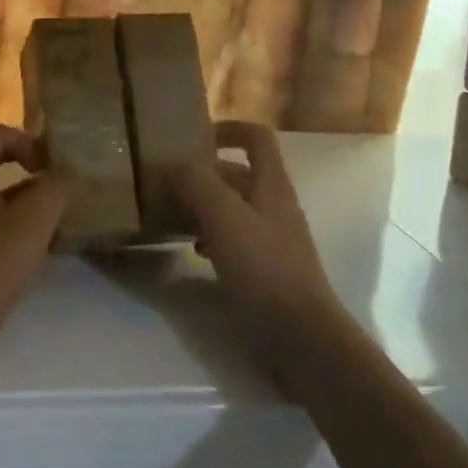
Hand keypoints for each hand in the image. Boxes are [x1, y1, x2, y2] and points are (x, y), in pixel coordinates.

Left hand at [0, 124, 69, 353]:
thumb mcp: (33, 220)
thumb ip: (55, 187)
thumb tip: (66, 169)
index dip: (25, 139)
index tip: (51, 165)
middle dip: (31, 178)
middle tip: (60, 197)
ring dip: (26, 210)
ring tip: (56, 230)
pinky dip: (14, 237)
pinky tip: (35, 260)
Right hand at [169, 121, 343, 351]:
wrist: (301, 337)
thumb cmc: (264, 267)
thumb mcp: (224, 217)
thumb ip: (197, 183)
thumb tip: (175, 163)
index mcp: (271, 184)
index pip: (256, 137)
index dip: (229, 129)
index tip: (195, 137)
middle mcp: (273, 205)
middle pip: (238, 173)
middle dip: (204, 173)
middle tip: (167, 179)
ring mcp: (271, 238)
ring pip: (232, 207)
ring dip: (203, 205)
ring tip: (170, 212)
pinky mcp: (264, 269)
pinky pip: (232, 239)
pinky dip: (210, 236)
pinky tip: (190, 249)